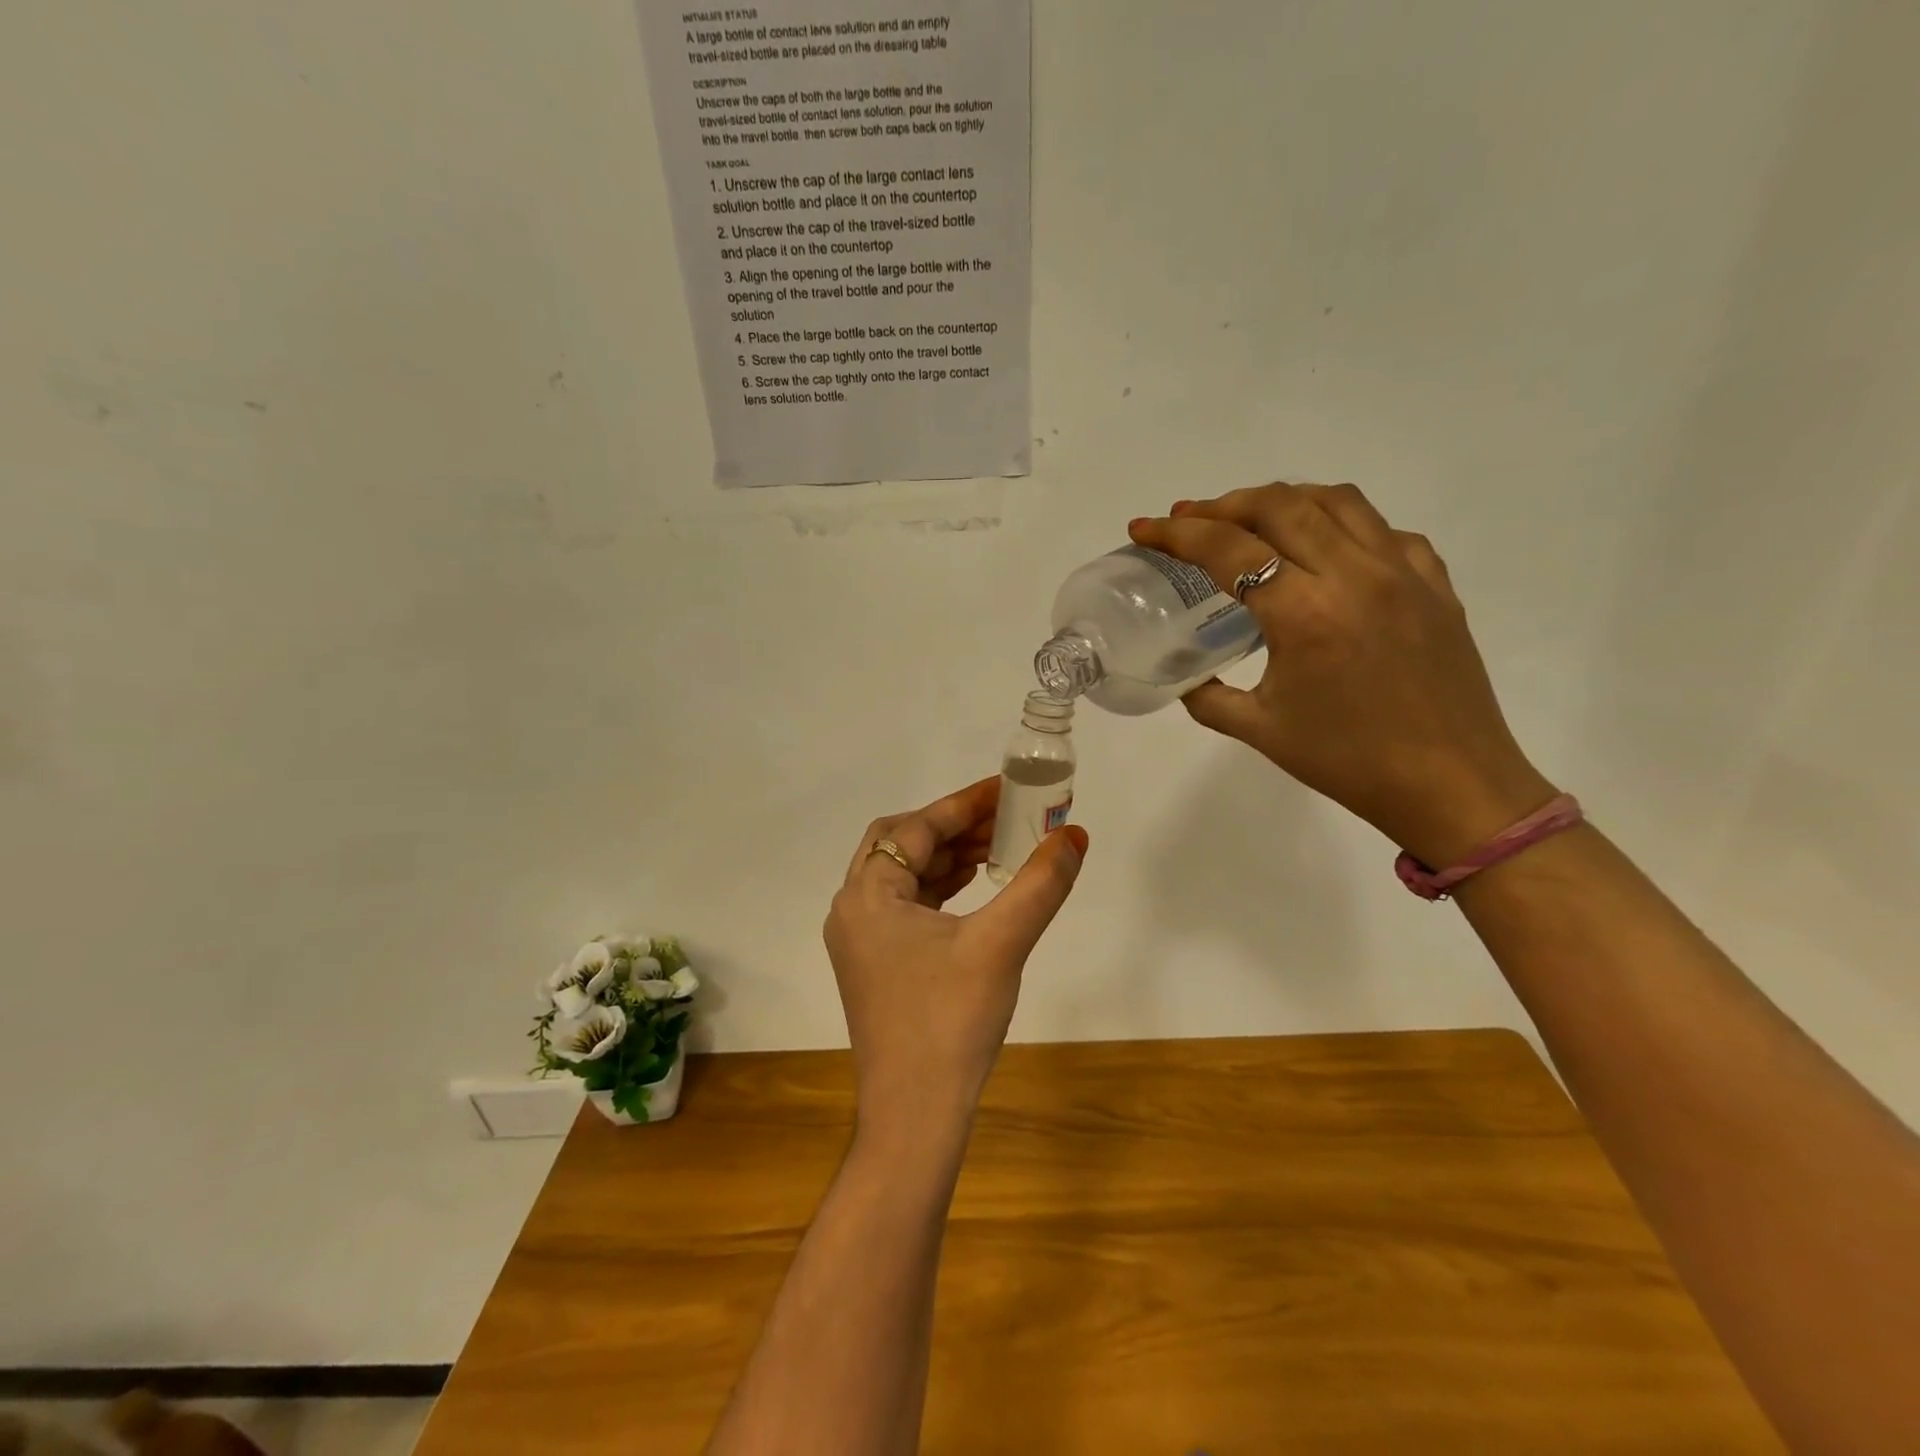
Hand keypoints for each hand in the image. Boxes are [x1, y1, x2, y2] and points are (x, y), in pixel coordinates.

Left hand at [824, 778, 1088, 1140]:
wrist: (914, 1117)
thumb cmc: (949, 1022)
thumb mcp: (1001, 944)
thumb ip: (1039, 884)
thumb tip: (1075, 835)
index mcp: (867, 895)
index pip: (916, 828)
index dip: (964, 804)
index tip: (1006, 787)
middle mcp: (853, 909)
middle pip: (902, 844)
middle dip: (954, 826)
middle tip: (1005, 817)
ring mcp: (861, 940)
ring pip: (904, 876)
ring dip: (948, 856)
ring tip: (999, 847)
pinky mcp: (876, 965)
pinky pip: (907, 906)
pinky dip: (940, 888)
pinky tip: (976, 888)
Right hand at [1129, 483, 1555, 866]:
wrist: (1451, 785)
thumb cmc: (1348, 762)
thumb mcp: (1259, 731)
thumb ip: (1208, 698)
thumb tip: (1186, 680)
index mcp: (1303, 614)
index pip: (1228, 549)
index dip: (1177, 533)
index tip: (1144, 528)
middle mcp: (1353, 575)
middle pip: (1279, 505)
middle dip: (1223, 504)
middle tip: (1190, 518)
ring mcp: (1402, 572)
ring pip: (1335, 501)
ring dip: (1282, 499)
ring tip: (1252, 518)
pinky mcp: (1435, 583)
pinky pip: (1383, 530)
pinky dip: (1343, 524)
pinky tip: (1327, 549)